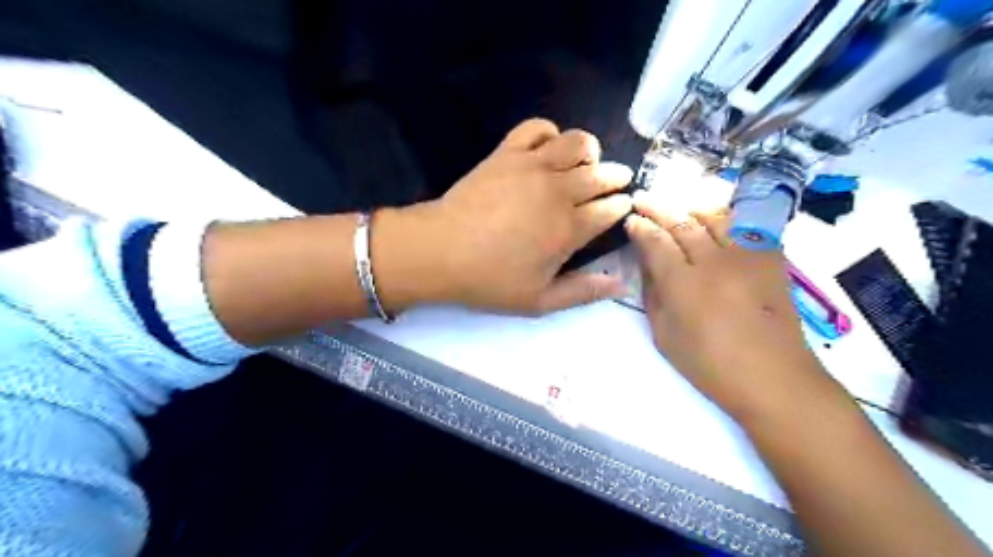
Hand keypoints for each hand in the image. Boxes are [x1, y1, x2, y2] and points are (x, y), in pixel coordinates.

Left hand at [383, 118, 631, 314]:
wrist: (439, 251)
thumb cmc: (489, 280)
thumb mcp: (539, 300)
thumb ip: (583, 292)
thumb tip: (622, 284)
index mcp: (569, 229)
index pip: (611, 209)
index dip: (621, 206)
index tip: (622, 207)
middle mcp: (558, 191)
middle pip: (601, 174)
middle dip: (616, 177)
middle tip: (616, 182)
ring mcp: (532, 166)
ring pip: (577, 142)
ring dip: (589, 150)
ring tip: (586, 162)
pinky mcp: (508, 153)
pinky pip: (537, 127)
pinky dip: (550, 132)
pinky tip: (548, 149)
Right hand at [624, 195, 840, 419]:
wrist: (773, 377)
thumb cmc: (709, 364)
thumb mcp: (664, 336)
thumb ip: (652, 295)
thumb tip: (647, 265)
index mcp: (683, 283)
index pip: (656, 242)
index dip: (640, 227)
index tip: (631, 220)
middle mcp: (714, 261)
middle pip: (682, 222)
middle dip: (658, 207)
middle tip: (643, 199)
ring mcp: (746, 256)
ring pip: (715, 216)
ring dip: (691, 208)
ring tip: (678, 207)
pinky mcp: (771, 259)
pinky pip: (747, 226)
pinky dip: (727, 218)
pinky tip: (716, 221)